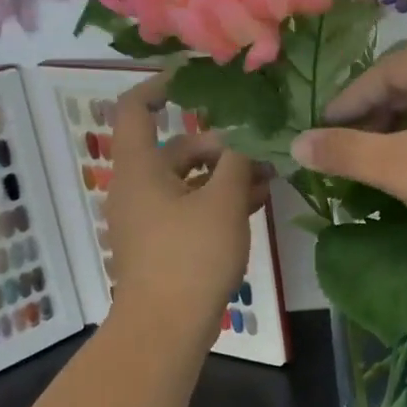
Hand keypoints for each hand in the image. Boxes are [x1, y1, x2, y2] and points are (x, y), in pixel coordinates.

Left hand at [105, 76, 266, 332]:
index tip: (197, 79)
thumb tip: (249, 128)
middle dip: (222, 145)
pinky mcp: (164, 244)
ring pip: (191, 182)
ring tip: (271, 175)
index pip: (136, 108)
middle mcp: (139, 188)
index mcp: (140, 168)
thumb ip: (238, 159)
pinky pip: (193, 208)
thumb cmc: (190, 256)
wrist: (165, 327)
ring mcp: (150, 218)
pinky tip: (257, 202)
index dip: (161, 86)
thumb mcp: (223, 201)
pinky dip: (220, 201)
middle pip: (178, 149)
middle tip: (264, 149)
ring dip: (228, 175)